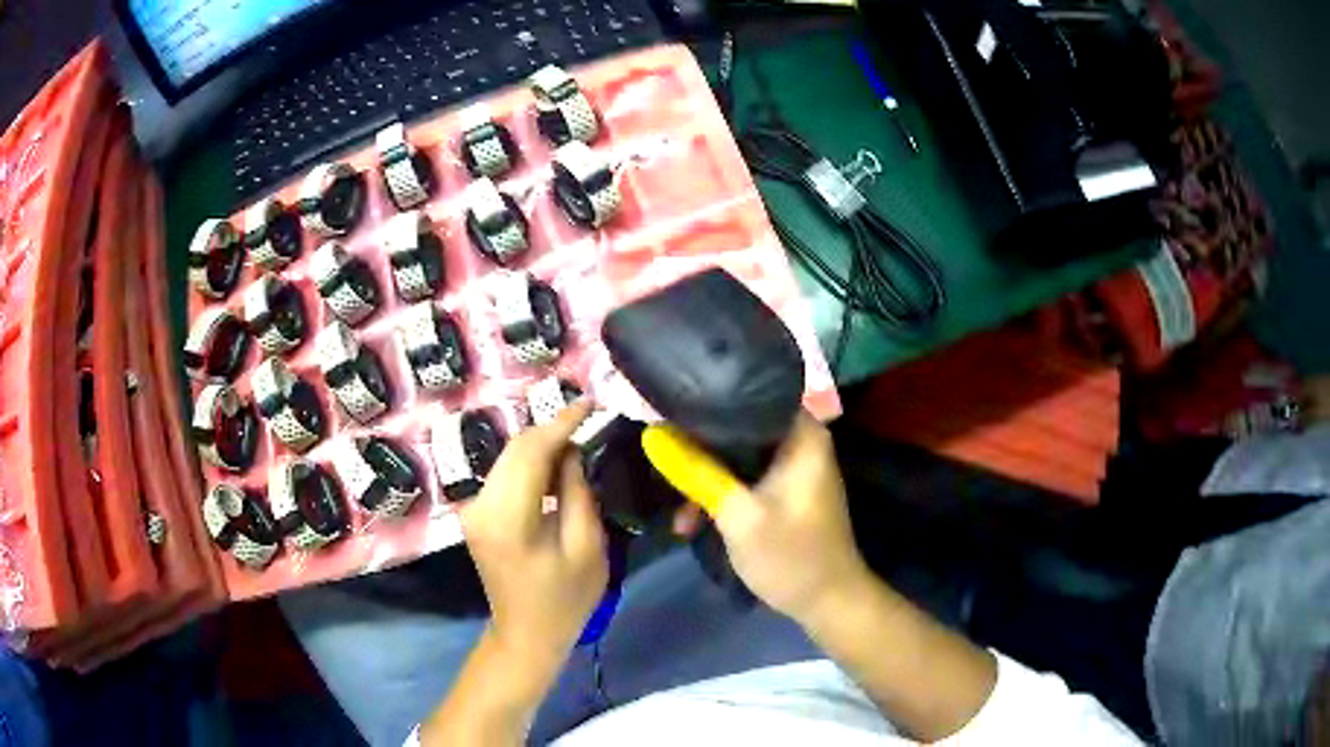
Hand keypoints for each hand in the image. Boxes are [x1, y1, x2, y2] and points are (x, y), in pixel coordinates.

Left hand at [461, 401, 607, 674]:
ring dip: (541, 446)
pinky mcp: (476, 512)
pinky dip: (530, 463)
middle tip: (588, 420)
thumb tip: (571, 451)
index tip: (589, 402)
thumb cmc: (564, 600)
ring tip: (577, 439)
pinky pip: (505, 474)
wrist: (526, 634)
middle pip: (515, 449)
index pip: (531, 453)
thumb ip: (577, 493)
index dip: (561, 423)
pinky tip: (554, 466)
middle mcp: (481, 505)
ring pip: (509, 457)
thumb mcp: (587, 548)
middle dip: (551, 430)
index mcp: (508, 518)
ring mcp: (473, 508)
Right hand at [644, 411, 870, 623]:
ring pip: (737, 458)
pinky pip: (745, 479)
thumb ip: (697, 472)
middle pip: (739, 429)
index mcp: (801, 434)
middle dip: (698, 451)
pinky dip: (721, 496)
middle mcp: (799, 441)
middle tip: (663, 467)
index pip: (749, 396)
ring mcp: (792, 468)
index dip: (706, 403)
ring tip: (680, 519)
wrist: (827, 602)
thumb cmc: (790, 555)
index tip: (668, 413)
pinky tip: (694, 522)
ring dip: (706, 482)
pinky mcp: (784, 491)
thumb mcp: (737, 515)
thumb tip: (653, 435)